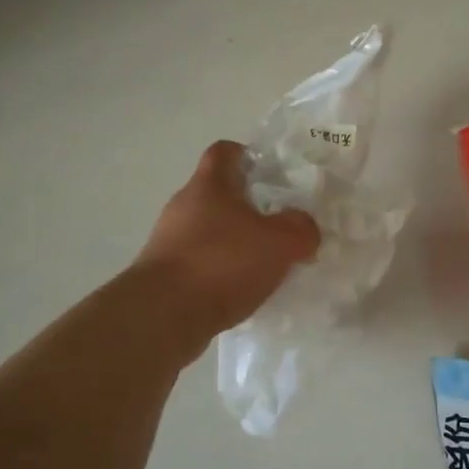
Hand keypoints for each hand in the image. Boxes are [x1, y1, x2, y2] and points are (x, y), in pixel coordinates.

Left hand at [137, 141, 321, 334]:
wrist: (163, 316)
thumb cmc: (222, 263)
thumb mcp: (279, 242)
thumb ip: (300, 228)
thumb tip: (304, 227)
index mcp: (209, 185)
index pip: (224, 152)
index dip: (247, 155)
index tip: (270, 172)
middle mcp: (184, 207)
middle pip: (218, 194)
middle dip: (249, 206)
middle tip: (280, 224)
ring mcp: (169, 242)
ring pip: (210, 231)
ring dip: (235, 242)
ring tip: (265, 263)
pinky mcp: (165, 275)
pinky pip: (201, 263)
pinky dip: (222, 271)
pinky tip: (242, 290)